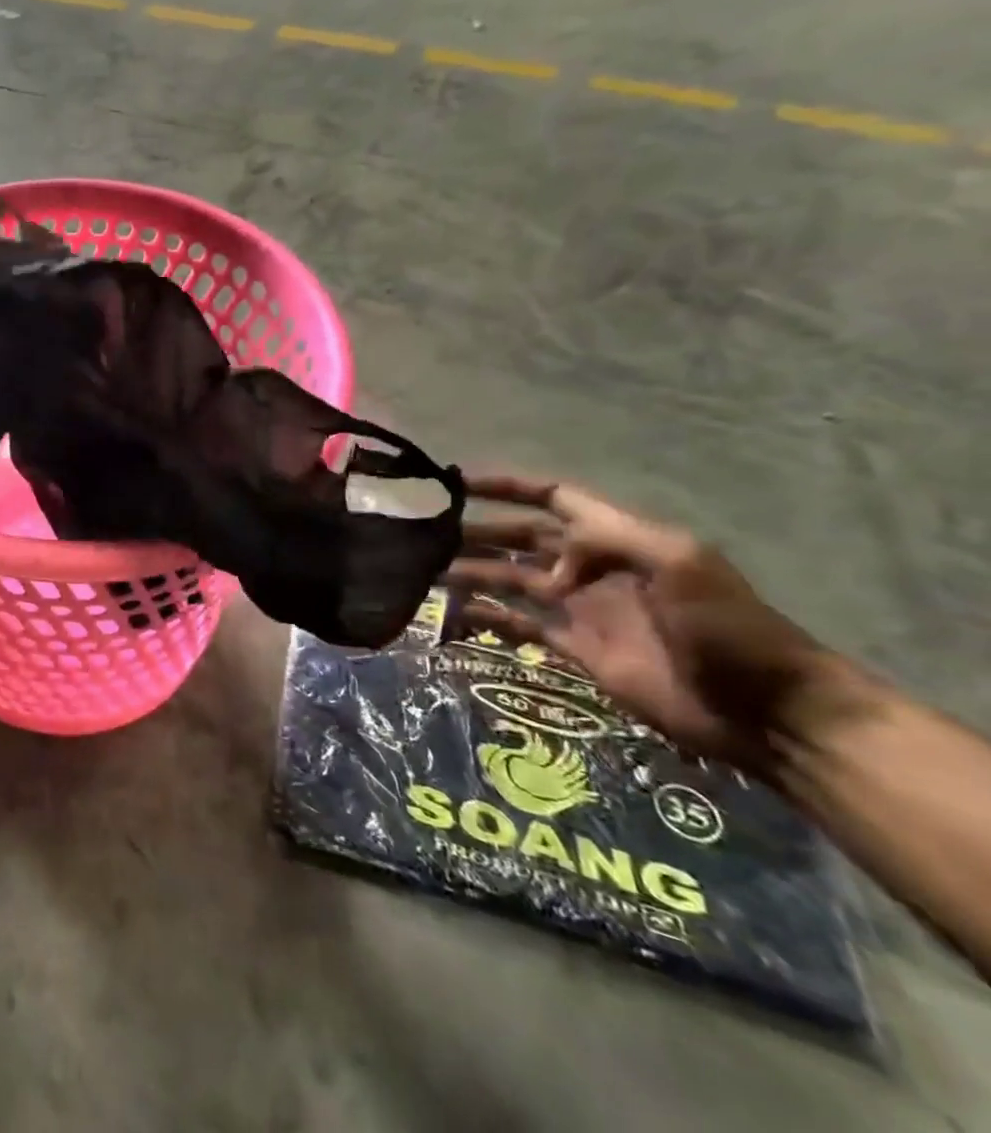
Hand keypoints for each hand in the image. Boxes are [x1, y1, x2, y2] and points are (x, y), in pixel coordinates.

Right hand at [445, 474, 842, 773]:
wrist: (766, 711)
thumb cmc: (728, 626)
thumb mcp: (678, 562)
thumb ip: (607, 540)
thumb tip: (548, 561)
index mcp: (617, 538)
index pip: (552, 498)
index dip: (507, 487)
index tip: (458, 483)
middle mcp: (591, 567)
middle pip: (522, 540)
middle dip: (477, 533)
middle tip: (426, 535)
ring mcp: (583, 609)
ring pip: (513, 581)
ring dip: (472, 573)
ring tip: (427, 573)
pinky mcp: (577, 650)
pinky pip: (521, 626)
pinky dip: (488, 618)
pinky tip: (455, 616)